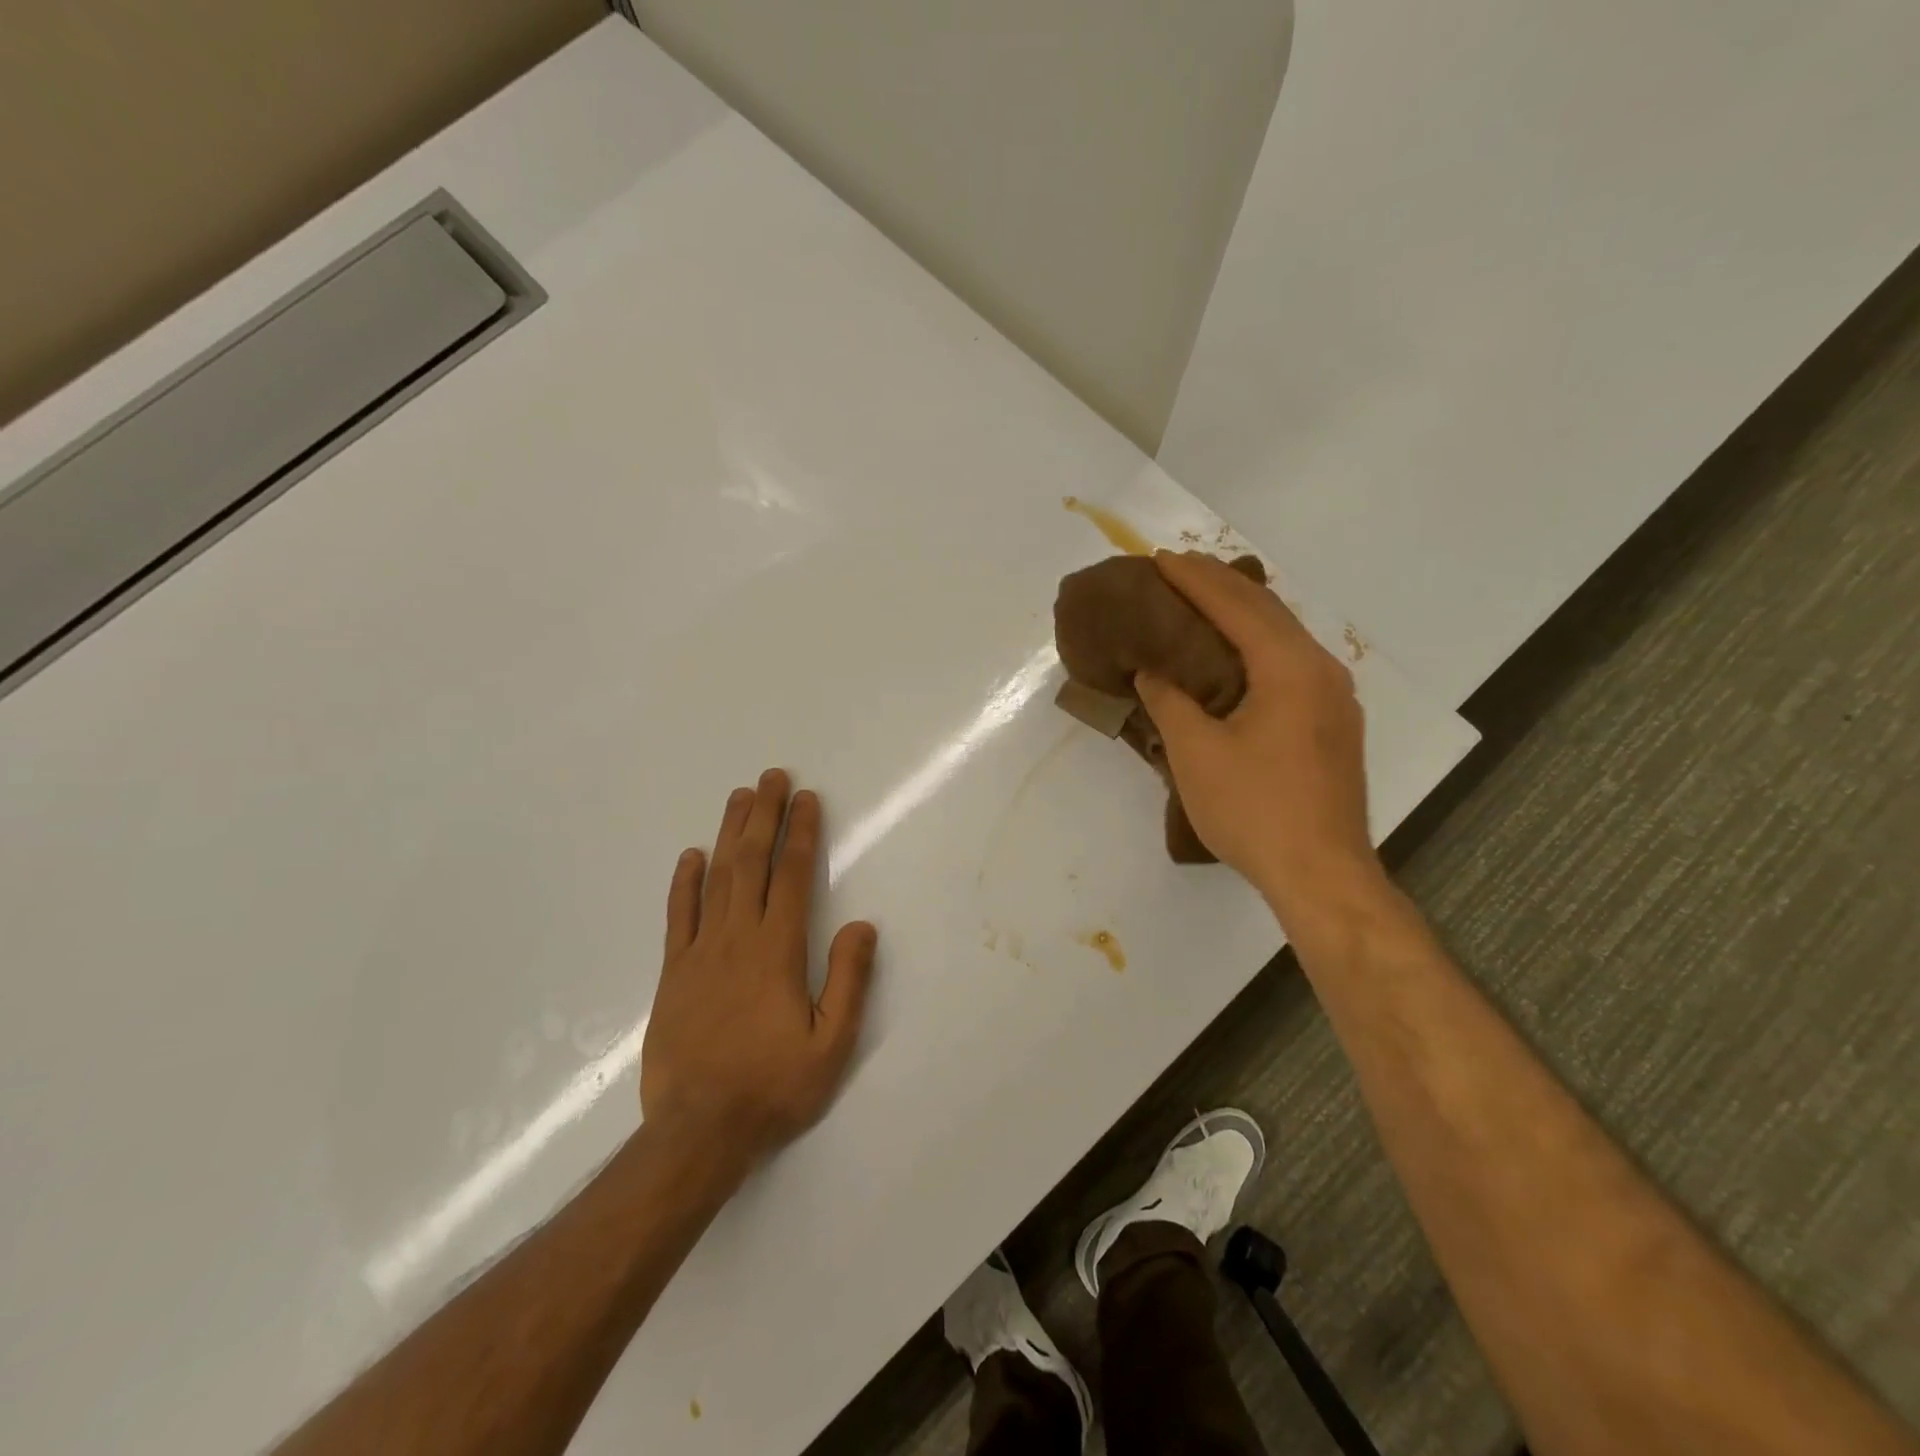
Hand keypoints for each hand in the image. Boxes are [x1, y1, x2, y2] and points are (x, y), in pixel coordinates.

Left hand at [640, 770, 877, 1168]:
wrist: (698, 1132)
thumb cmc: (773, 1087)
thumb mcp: (831, 1045)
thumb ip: (849, 981)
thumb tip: (862, 925)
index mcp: (777, 950)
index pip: (791, 875)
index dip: (801, 832)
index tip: (807, 798)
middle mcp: (736, 938)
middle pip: (751, 862)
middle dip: (764, 815)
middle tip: (772, 776)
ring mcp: (699, 953)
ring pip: (715, 879)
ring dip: (729, 834)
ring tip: (739, 797)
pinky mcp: (673, 973)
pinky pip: (678, 917)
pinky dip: (684, 883)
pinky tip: (690, 856)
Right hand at [1135, 552, 1386, 931]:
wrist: (1321, 872)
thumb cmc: (1254, 809)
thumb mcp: (1195, 752)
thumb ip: (1169, 700)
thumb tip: (1152, 669)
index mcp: (1289, 667)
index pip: (1236, 606)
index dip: (1194, 580)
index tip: (1160, 559)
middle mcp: (1320, 669)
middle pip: (1267, 611)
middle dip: (1220, 586)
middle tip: (1177, 570)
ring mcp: (1335, 697)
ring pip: (1283, 636)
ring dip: (1242, 614)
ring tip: (1202, 603)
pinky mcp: (1333, 724)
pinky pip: (1291, 664)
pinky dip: (1258, 645)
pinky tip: (1237, 656)